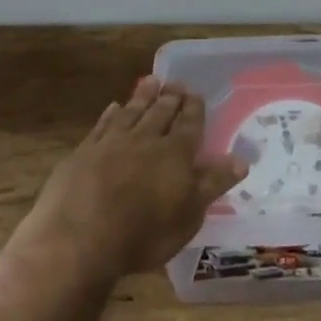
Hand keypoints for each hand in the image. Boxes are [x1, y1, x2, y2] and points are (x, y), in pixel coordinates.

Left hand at [31, 78, 247, 279]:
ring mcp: (111, 143)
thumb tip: (241, 160)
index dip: (194, 109)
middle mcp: (145, 140)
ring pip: (132, 112)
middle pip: (161, 113)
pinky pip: (102, 125)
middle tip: (175, 82)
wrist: (79, 239)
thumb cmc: (143, 234)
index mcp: (175, 154)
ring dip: (143, 96)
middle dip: (170, 97)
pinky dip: (110, 114)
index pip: (189, 124)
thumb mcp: (188, 216)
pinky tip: (114, 107)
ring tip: (151, 81)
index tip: (196, 94)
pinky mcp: (83, 152)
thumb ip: (212, 184)